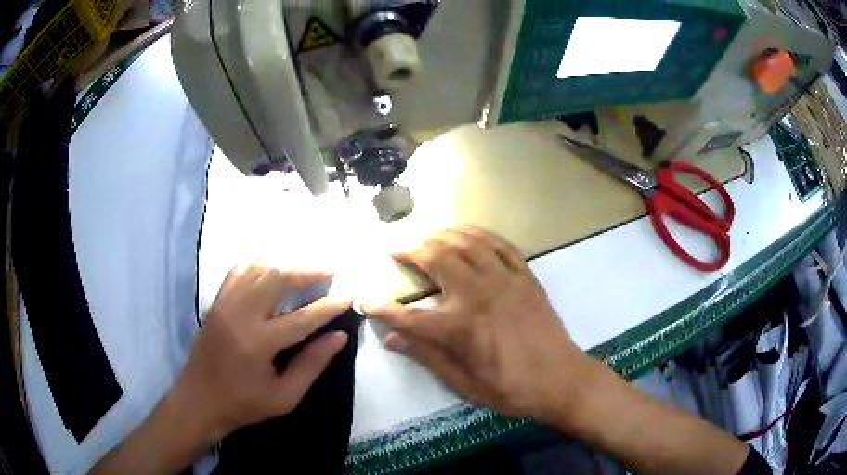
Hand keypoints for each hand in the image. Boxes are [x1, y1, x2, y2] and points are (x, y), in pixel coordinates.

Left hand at [174, 263, 350, 443]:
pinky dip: (258, 266)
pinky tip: (270, 271)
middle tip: (328, 272)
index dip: (328, 307)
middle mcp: (240, 315)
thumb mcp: (285, 397)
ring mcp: (225, 304)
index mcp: (259, 343)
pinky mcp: (216, 303)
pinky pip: (238, 272)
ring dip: (284, 265)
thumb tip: (339, 336)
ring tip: (304, 271)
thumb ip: (312, 364)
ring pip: (258, 268)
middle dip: (307, 271)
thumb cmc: (244, 404)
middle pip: (277, 278)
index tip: (347, 297)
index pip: (302, 317)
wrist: (199, 400)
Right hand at [364, 226, 591, 423]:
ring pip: (467, 242)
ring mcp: (506, 280)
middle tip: (397, 249)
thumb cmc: (511, 388)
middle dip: (411, 250)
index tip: (367, 301)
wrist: (561, 379)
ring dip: (442, 234)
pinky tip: (467, 233)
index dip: (383, 308)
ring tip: (426, 235)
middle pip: (437, 259)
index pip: (409, 314)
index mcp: (460, 327)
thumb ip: (427, 357)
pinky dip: (479, 233)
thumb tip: (391, 339)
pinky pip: (500, 244)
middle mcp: (479, 294)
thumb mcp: (464, 384)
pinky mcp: (526, 276)